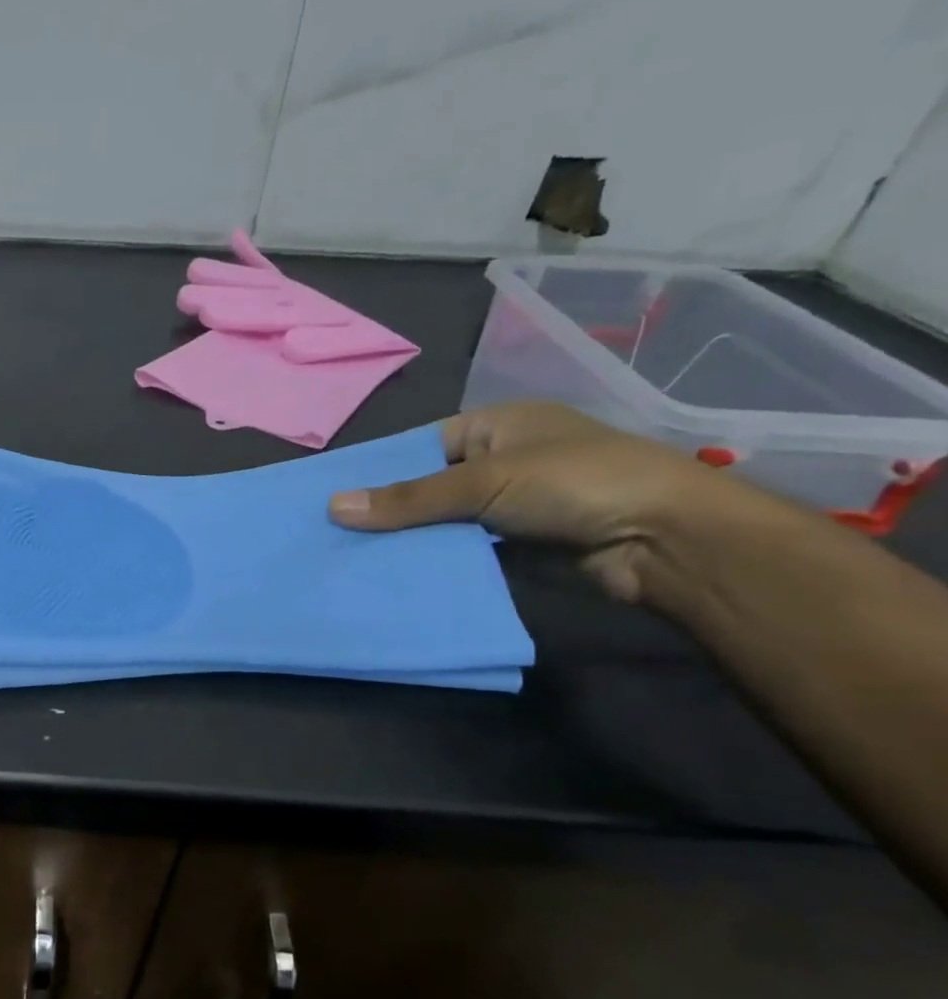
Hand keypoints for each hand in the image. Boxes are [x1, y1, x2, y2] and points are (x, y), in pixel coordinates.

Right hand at [327, 402, 778, 602]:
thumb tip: (333, 507)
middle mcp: (502, 459)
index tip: (332, 497)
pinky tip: (399, 574)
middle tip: (334, 535)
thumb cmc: (574, 483)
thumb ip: (410, 498)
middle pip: (429, 485)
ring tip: (355, 558)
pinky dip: (439, 560)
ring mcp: (513, 503)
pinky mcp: (522, 543)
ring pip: (445, 520)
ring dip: (412, 539)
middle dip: (390, 510)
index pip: (420, 446)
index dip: (379, 470)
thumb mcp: (484, 482)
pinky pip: (465, 548)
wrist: (667, 540)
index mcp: (496, 425)